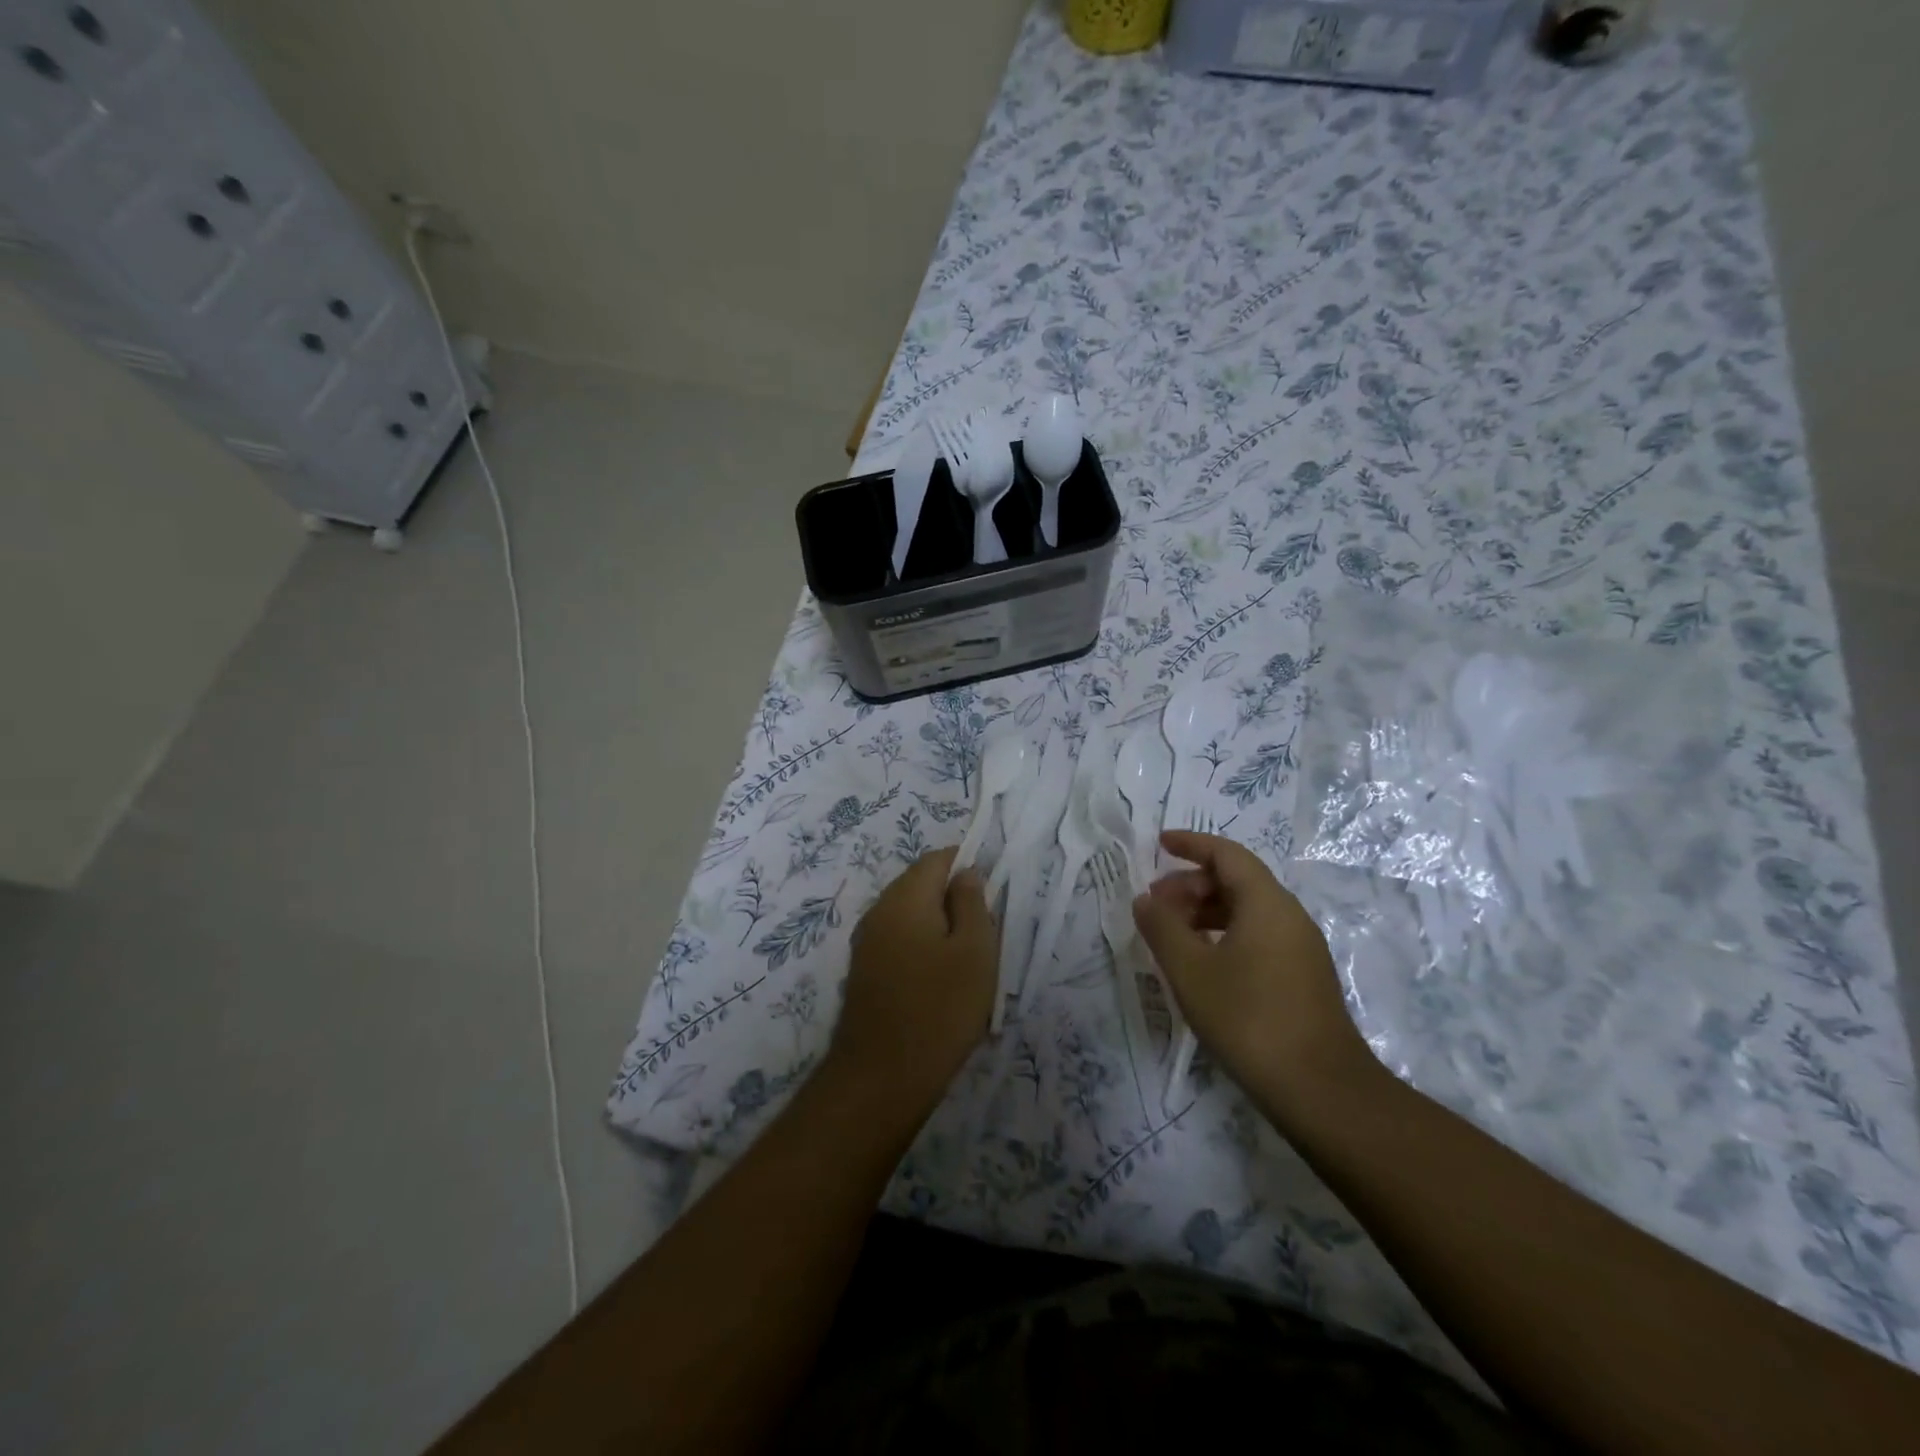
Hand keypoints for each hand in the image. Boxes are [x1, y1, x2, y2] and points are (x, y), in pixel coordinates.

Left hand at [828, 847, 996, 1118]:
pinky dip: (924, 949)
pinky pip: (900, 942)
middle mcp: (879, 910)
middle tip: (986, 934)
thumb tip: (966, 872)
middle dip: (956, 899)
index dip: (969, 865)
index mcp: (905, 897)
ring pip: (911, 916)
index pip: (938, 859)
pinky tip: (941, 982)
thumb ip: (972, 902)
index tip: (994, 894)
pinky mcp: (864, 971)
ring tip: (968, 962)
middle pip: (922, 885)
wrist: (882, 1078)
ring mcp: (867, 942)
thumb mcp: (975, 951)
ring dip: (941, 927)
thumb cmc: (939, 1008)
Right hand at [1133, 831, 1375, 1117]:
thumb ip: (1162, 928)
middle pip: (1237, 880)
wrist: (1321, 1090)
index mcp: (1267, 904)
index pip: (1227, 854)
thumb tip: (1145, 900)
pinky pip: (1259, 936)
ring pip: (1248, 911)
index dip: (1191, 844)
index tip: (1159, 844)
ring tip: (1172, 934)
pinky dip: (1225, 934)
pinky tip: (1203, 964)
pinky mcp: (1303, 978)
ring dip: (1206, 911)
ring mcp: (1301, 949)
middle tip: (1155, 904)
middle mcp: (1289, 916)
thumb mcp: (1191, 971)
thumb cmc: (1249, 1018)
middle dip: (1192, 884)